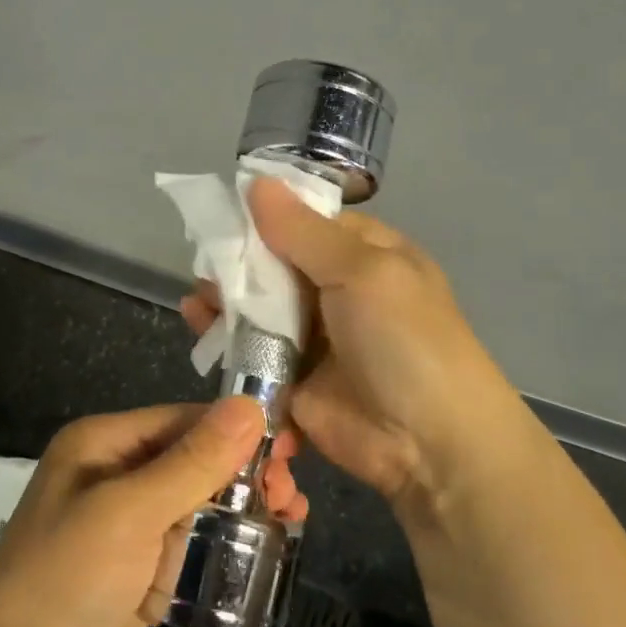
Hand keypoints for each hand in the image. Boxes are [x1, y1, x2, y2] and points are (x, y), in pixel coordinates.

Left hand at [0, 399, 306, 626]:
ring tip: (293, 516)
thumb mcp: (129, 513)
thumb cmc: (66, 583)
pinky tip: (267, 544)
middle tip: (292, 492)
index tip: (290, 446)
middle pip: (195, 457)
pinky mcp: (142, 568)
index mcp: (104, 444)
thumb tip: (249, 405)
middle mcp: (116, 473)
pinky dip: (228, 539)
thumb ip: (192, 461)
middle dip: (245, 470)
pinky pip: (194, 540)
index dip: (236, 429)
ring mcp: (129, 523)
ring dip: (245, 504)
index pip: (182, 420)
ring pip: (200, 499)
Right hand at [182, 178, 529, 516]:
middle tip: (202, 259)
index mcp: (366, 254)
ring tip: (196, 295)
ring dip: (226, 298)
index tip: (222, 209)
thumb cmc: (405, 339)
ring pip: (259, 306)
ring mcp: (314, 336)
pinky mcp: (292, 377)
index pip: (308, 221)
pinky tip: (196, 321)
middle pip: (276, 263)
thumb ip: (303, 231)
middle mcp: (338, 289)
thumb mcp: (362, 272)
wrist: (429, 443)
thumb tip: (258, 183)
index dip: (267, 215)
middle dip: (239, 259)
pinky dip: (223, 336)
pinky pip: (251, 350)